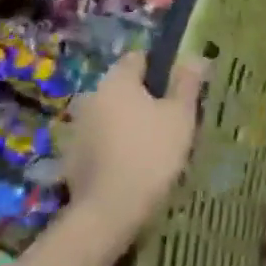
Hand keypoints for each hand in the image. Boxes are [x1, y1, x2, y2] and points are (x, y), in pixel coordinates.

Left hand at [62, 52, 205, 237]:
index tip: (179, 88)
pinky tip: (133, 166)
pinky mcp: (72, 157)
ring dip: (128, 123)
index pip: (138, 58)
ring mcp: (77, 128)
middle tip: (172, 120)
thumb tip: (194, 56)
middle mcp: (91, 97)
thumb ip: (186, 83)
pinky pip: (100, 141)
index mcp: (117, 81)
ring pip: (111, 115)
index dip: (161, 68)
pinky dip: (115, 146)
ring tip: (155, 146)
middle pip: (123, 88)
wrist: (110, 209)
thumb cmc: (152, 152)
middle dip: (145, 99)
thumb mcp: (181, 115)